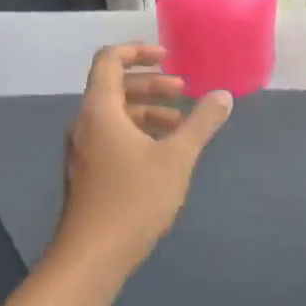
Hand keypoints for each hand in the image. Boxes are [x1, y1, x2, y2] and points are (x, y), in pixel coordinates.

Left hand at [51, 44, 231, 279]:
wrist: (93, 254)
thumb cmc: (134, 199)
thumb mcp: (177, 158)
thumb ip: (201, 123)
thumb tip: (223, 96)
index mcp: (100, 110)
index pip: (109, 61)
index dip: (137, 51)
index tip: (167, 57)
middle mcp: (85, 124)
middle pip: (114, 87)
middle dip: (151, 84)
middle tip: (183, 91)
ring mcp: (82, 150)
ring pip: (114, 115)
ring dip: (147, 111)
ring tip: (180, 125)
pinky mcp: (86, 172)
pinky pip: (111, 137)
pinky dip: (136, 132)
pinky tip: (162, 154)